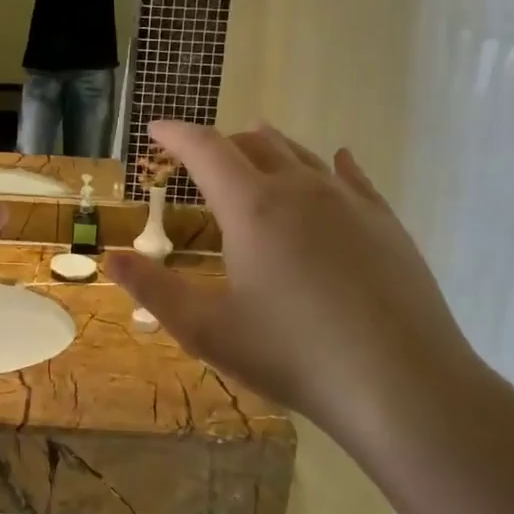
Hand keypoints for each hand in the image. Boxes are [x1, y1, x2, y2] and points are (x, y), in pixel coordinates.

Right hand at [104, 122, 486, 448]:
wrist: (402, 384)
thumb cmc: (292, 355)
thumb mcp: (207, 330)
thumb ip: (154, 291)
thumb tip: (111, 259)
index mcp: (252, 207)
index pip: (206, 149)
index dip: (177, 135)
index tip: (157, 129)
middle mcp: (301, 189)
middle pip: (254, 145)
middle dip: (221, 142)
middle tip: (201, 154)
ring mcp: (349, 203)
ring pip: (302, 156)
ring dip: (271, 146)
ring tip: (255, 142)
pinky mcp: (386, 224)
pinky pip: (353, 178)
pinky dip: (331, 164)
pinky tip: (337, 161)